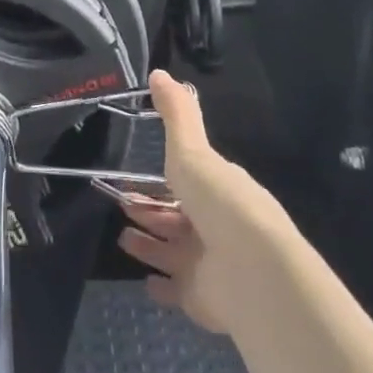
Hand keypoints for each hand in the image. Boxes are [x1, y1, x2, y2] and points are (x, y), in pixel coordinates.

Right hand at [115, 70, 280, 333]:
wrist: (250, 269)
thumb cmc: (219, 200)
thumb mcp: (192, 149)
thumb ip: (176, 114)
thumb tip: (158, 72)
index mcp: (217, 190)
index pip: (187, 182)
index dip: (162, 179)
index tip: (132, 176)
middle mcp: (215, 227)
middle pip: (177, 218)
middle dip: (151, 211)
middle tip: (121, 203)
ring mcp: (210, 265)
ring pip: (173, 252)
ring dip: (150, 245)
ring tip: (122, 237)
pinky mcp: (202, 300)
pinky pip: (177, 292)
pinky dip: (160, 287)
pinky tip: (143, 282)